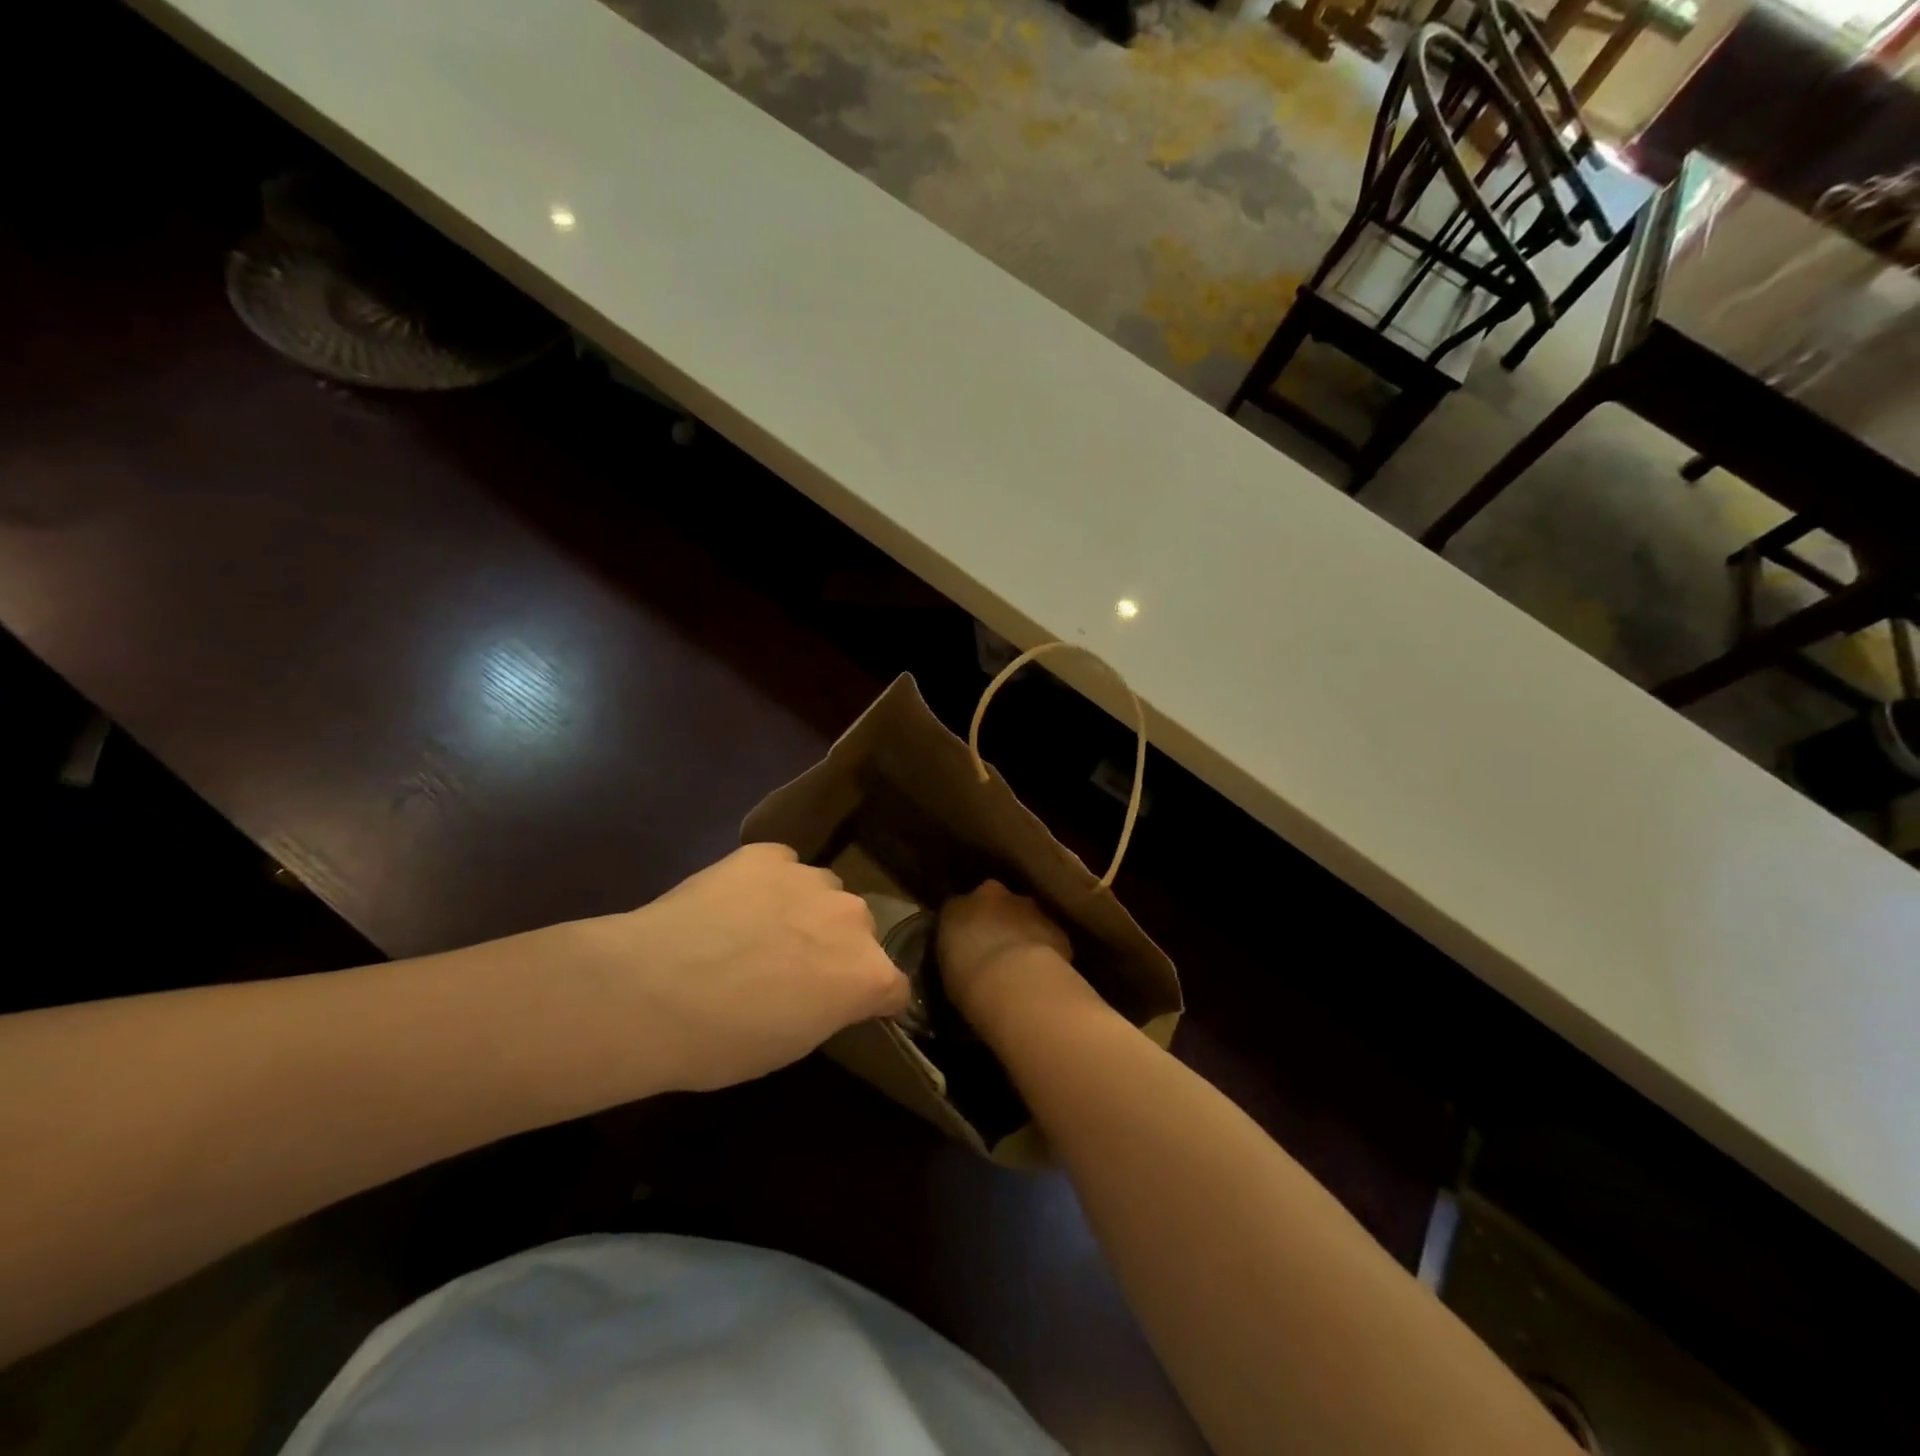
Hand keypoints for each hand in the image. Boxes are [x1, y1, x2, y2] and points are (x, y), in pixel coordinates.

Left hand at [571, 843, 907, 1093]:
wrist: (650, 991)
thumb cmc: (722, 1041)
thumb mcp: (792, 1044)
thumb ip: (829, 1007)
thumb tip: (826, 991)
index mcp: (868, 974)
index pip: (893, 986)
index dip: (870, 1000)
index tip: (842, 1008)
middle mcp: (853, 918)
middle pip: (860, 931)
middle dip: (838, 947)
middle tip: (792, 968)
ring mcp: (811, 879)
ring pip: (824, 892)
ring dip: (806, 910)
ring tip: (757, 930)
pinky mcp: (769, 854)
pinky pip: (782, 865)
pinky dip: (768, 883)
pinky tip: (733, 903)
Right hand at [938, 881, 1098, 1038]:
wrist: (1015, 981)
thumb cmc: (967, 980)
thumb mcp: (948, 969)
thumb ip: (956, 954)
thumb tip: (965, 957)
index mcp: (957, 907)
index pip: (958, 909)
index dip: (965, 927)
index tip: (967, 947)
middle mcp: (992, 896)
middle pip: (995, 903)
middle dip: (996, 922)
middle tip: (995, 953)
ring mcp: (1028, 907)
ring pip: (1025, 916)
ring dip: (1023, 933)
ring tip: (1022, 967)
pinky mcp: (1056, 927)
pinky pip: (1049, 936)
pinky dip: (1047, 949)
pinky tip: (1045, 974)